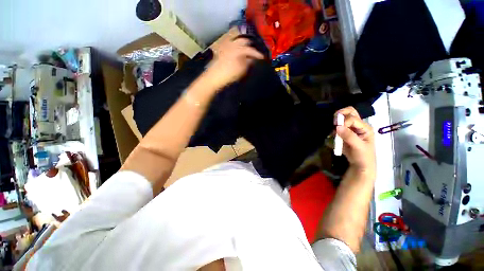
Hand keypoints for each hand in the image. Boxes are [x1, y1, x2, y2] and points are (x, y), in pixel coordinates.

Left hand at [205, 37, 263, 88]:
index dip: (258, 54)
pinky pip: (231, 46)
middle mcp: (232, 45)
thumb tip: (253, 59)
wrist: (214, 78)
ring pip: (237, 42)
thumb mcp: (242, 70)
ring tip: (247, 53)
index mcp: (238, 49)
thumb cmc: (229, 74)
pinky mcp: (221, 52)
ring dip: (243, 46)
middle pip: (244, 41)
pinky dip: (236, 48)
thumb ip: (249, 62)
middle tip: (255, 53)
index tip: (263, 58)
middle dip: (250, 46)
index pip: (251, 49)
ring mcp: (225, 47)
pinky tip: (238, 54)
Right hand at [334, 107, 375, 177]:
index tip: (338, 130)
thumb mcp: (358, 147)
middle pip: (350, 112)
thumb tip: (337, 127)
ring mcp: (352, 129)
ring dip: (336, 122)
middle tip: (334, 122)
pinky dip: (334, 128)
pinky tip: (333, 135)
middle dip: (340, 114)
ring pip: (343, 117)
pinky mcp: (345, 133)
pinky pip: (338, 126)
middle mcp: (359, 125)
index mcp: (365, 127)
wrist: (361, 165)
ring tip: (334, 132)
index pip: (353, 118)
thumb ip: (349, 136)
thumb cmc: (363, 156)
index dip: (344, 122)